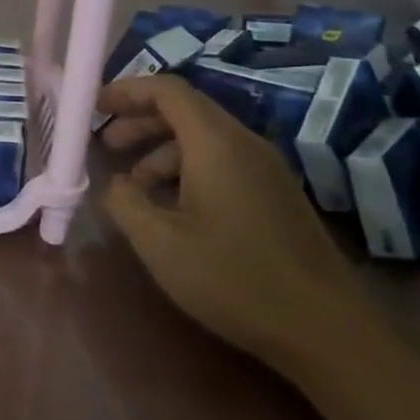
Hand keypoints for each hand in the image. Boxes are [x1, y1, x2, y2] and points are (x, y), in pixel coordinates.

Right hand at [95, 74, 369, 371]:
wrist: (325, 329)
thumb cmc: (232, 278)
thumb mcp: (159, 243)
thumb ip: (124, 202)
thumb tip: (112, 183)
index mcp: (216, 143)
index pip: (167, 90)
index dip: (127, 90)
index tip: (94, 107)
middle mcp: (244, 144)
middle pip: (185, 110)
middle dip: (139, 120)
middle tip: (105, 145)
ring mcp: (266, 169)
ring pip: (203, 138)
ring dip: (160, 150)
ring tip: (132, 185)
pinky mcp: (276, 194)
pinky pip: (223, 161)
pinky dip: (186, 168)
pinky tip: (171, 208)